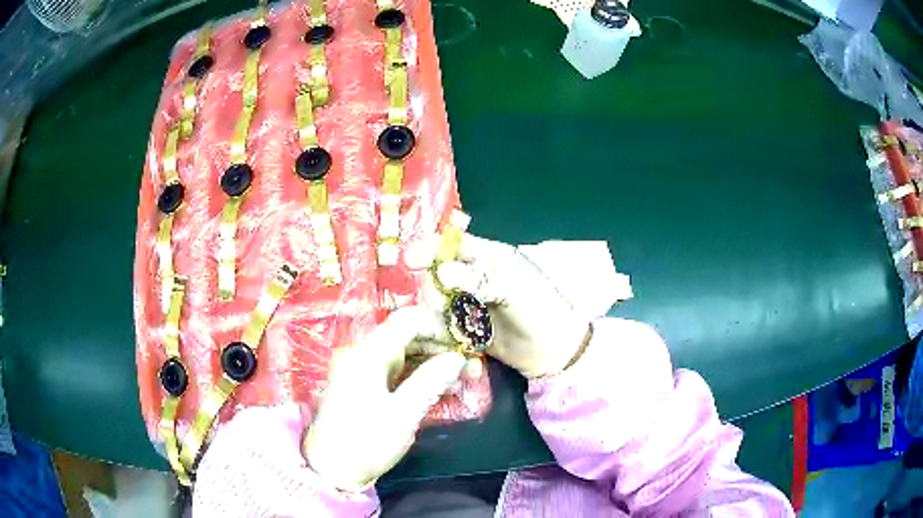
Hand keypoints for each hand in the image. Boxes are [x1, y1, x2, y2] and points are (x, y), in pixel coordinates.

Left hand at [303, 306, 465, 491]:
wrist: (332, 467)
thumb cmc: (366, 441)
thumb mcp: (403, 413)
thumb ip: (430, 380)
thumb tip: (458, 357)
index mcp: (367, 353)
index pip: (407, 320)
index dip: (439, 326)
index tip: (466, 342)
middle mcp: (362, 353)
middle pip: (407, 335)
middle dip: (441, 347)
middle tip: (471, 364)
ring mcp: (362, 368)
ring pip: (405, 353)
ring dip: (434, 361)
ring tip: (465, 376)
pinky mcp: (364, 383)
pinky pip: (397, 369)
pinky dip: (420, 374)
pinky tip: (443, 385)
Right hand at [432, 235, 590, 378]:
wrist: (554, 351)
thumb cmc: (540, 309)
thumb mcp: (512, 287)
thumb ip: (477, 278)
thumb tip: (441, 272)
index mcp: (490, 257)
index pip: (454, 244)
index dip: (430, 248)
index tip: (410, 260)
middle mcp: (476, 276)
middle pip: (438, 273)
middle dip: (434, 288)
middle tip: (443, 305)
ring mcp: (470, 302)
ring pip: (438, 301)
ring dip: (437, 311)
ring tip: (449, 325)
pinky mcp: (467, 327)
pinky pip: (444, 323)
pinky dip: (442, 330)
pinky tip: (449, 337)